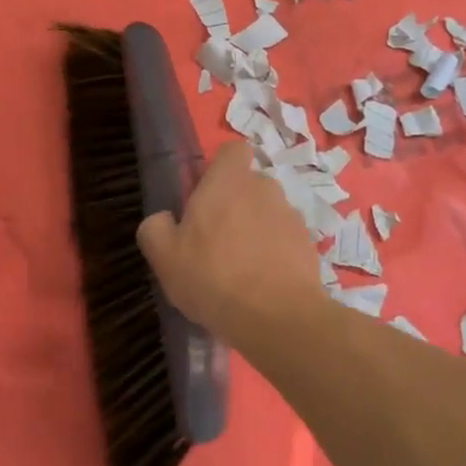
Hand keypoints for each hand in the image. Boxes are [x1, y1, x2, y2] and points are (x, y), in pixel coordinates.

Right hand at [137, 140, 328, 348]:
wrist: (277, 317)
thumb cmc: (213, 277)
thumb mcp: (164, 256)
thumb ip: (156, 228)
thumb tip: (164, 219)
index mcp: (228, 180)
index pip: (234, 149)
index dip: (221, 168)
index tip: (206, 195)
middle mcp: (264, 188)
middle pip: (250, 185)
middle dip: (236, 204)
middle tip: (216, 240)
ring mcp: (291, 216)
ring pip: (269, 213)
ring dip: (257, 230)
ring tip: (241, 269)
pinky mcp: (309, 244)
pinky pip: (286, 240)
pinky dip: (276, 254)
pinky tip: (263, 284)